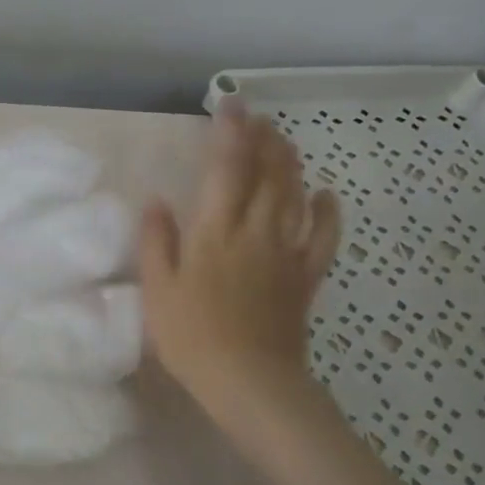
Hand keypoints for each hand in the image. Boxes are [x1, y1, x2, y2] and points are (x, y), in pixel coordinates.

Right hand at [139, 99, 341, 429]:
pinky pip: (323, 237)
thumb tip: (157, 201)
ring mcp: (286, 252)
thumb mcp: (157, 289)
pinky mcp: (305, 276)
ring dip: (290, 163)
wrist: (250, 381)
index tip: (230, 103)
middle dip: (263, 140)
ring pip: (294, 195)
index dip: (229, 132)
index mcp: (215, 232)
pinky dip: (327, 212)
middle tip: (258, 117)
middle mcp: (255, 231)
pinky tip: (325, 194)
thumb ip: (156, 241)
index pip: (226, 168)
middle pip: (266, 174)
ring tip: (283, 140)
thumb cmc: (192, 336)